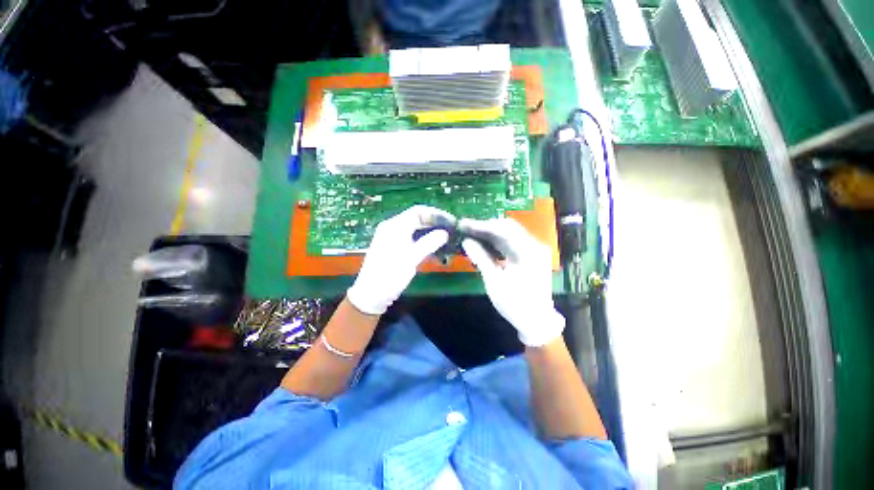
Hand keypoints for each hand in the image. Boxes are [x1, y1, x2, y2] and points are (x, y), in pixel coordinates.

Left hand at [347, 206, 452, 315]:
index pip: (418, 212)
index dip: (435, 215)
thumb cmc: (390, 275)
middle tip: (451, 232)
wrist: (371, 295)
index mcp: (395, 226)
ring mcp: (393, 239)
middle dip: (435, 225)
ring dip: (431, 235)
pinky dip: (424, 243)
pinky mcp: (395, 249)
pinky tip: (435, 251)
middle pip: (417, 220)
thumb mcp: (411, 258)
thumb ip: (429, 243)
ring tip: (447, 241)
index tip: (450, 222)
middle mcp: (393, 228)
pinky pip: (413, 240)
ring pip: (416, 231)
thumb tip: (445, 233)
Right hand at [460, 218, 563, 346]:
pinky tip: (483, 243)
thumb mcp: (495, 282)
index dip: (481, 225)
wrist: (537, 321)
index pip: (502, 229)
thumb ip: (481, 258)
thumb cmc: (515, 304)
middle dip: (485, 227)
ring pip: (509, 233)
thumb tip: (466, 241)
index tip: (463, 224)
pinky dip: (497, 241)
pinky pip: (512, 242)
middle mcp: (534, 245)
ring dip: (490, 233)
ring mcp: (534, 249)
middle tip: (465, 228)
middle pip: (507, 227)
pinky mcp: (530, 255)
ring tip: (471, 233)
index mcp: (528, 251)